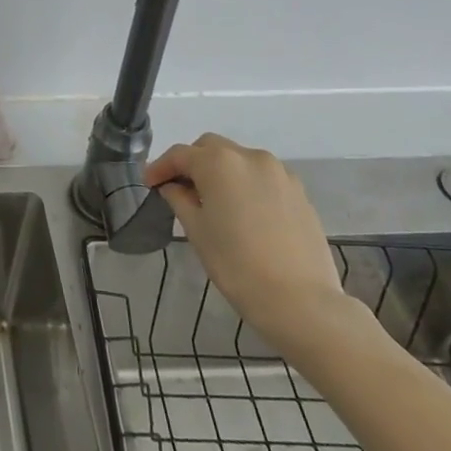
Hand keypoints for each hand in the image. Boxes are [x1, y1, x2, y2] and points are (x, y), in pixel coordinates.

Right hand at [144, 134, 351, 349]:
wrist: (301, 302)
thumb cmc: (237, 265)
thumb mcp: (197, 231)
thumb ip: (179, 199)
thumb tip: (173, 186)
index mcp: (218, 162)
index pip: (180, 155)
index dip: (160, 168)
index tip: (149, 184)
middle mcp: (249, 156)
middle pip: (210, 148)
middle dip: (192, 163)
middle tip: (180, 189)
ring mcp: (279, 172)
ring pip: (239, 159)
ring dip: (221, 172)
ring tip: (214, 201)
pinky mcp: (299, 192)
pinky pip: (262, 177)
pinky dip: (246, 184)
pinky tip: (244, 211)